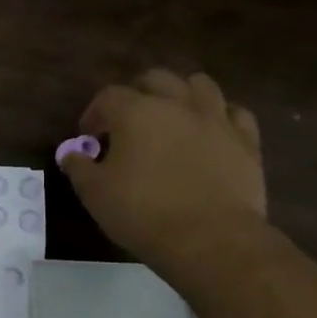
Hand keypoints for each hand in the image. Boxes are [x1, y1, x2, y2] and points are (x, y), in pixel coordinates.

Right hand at [60, 69, 266, 269]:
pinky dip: (220, 117)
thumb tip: (70, 154)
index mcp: (135, 112)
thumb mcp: (94, 193)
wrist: (210, 238)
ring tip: (172, 118)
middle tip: (128, 121)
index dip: (94, 113)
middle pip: (156, 79)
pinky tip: (210, 133)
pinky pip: (235, 113)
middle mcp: (177, 105)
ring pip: (200, 85)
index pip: (108, 96)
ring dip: (181, 95)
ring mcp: (216, 119)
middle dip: (137, 93)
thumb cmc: (142, 212)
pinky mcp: (246, 141)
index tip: (89, 137)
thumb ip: (78, 167)